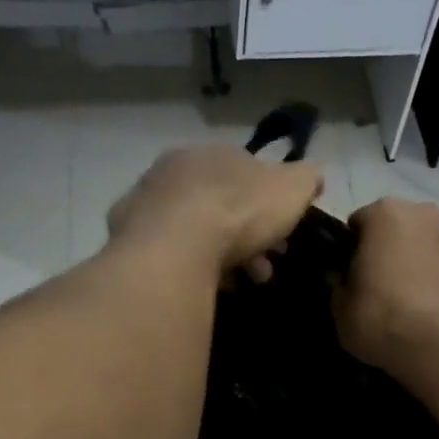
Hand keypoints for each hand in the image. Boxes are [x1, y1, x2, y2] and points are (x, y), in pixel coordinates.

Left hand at [107, 146, 322, 279]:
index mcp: (214, 153)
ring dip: (216, 254)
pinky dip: (184, 265)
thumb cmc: (238, 212)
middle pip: (217, 204)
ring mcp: (145, 201)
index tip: (281, 238)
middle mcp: (174, 169)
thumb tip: (314, 176)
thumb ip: (306, 179)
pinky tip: (198, 285)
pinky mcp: (124, 235)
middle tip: (262, 268)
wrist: (175, 245)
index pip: (246, 175)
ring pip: (190, 229)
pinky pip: (165, 251)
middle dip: (244, 236)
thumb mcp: (291, 190)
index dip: (268, 207)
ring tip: (235, 283)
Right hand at [335, 198, 438, 373]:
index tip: (348, 276)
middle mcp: (422, 213)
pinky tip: (424, 308)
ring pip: (419, 246)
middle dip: (383, 251)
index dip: (349, 251)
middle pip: (393, 229)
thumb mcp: (339, 306)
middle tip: (374, 287)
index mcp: (384, 212)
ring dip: (410, 263)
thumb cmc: (382, 316)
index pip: (357, 223)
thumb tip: (345, 279)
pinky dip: (431, 279)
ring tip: (402, 302)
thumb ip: (339, 283)